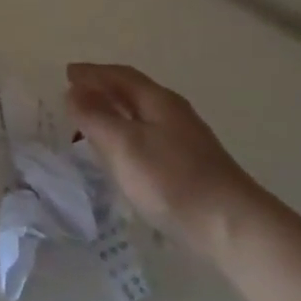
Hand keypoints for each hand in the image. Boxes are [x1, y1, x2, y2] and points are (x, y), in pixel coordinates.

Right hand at [65, 62, 266, 255]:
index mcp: (158, 101)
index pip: (120, 76)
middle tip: (73, 95)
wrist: (233, 227)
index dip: (92, 73)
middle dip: (102, 91)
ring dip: (113, 115)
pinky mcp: (188, 167)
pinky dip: (125, 137)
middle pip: (132, 93)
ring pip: (140, 117)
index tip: (67, 72)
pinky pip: (147, 139)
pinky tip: (119, 155)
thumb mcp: (123, 144)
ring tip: (89, 124)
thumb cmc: (172, 179)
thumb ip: (95, 115)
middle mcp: (174, 115)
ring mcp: (185, 142)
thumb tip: (73, 90)